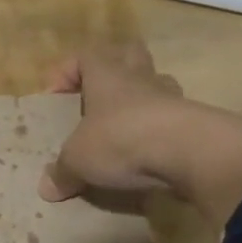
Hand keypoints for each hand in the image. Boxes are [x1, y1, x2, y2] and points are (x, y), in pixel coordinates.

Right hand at [39, 44, 241, 224]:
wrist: (190, 152)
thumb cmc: (122, 140)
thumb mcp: (79, 160)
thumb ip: (62, 172)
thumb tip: (46, 188)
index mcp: (107, 76)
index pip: (86, 55)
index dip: (68, 70)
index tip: (55, 95)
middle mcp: (140, 79)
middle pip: (129, 55)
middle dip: (114, 69)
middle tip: (99, 96)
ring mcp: (172, 98)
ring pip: (156, 84)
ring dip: (142, 99)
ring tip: (127, 127)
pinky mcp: (195, 123)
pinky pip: (174, 118)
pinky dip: (161, 132)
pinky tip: (150, 155)